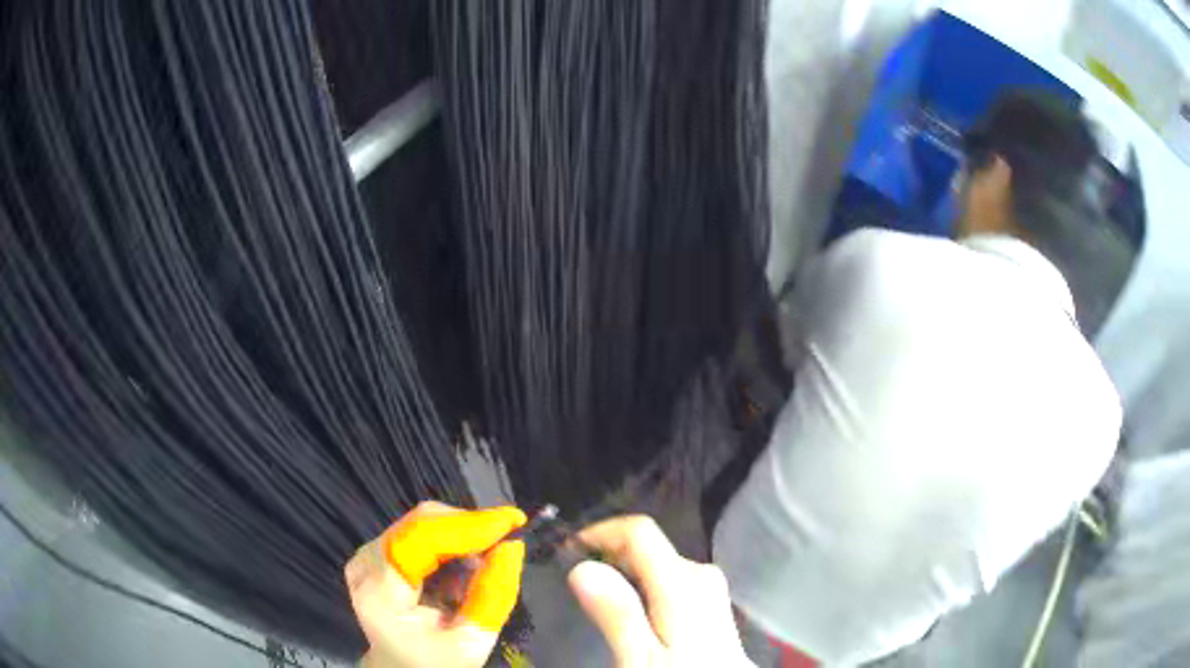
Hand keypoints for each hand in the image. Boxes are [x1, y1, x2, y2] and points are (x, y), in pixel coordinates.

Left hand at [345, 502, 526, 667]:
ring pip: (423, 523)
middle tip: (509, 541)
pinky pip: (419, 532)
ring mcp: (368, 554)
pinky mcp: (377, 552)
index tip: (515, 520)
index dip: (468, 524)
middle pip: (422, 524)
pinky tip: (465, 568)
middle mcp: (366, 564)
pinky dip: (451, 543)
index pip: (421, 539)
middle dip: (470, 529)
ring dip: (463, 536)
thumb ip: (492, 596)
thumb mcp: (471, 643)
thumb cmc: (435, 661)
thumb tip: (512, 545)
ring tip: (487, 564)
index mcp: (379, 593)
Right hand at [567, 515, 753, 666]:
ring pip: (658, 565)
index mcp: (684, 582)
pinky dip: (643, 588)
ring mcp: (709, 590)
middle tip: (577, 588)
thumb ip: (617, 613)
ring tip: (599, 603)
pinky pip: (669, 581)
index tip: (567, 553)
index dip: (599, 533)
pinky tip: (634, 616)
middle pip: (648, 547)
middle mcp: (701, 576)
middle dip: (610, 558)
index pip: (639, 531)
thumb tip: (582, 567)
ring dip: (625, 575)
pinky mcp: (710, 605)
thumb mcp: (641, 658)